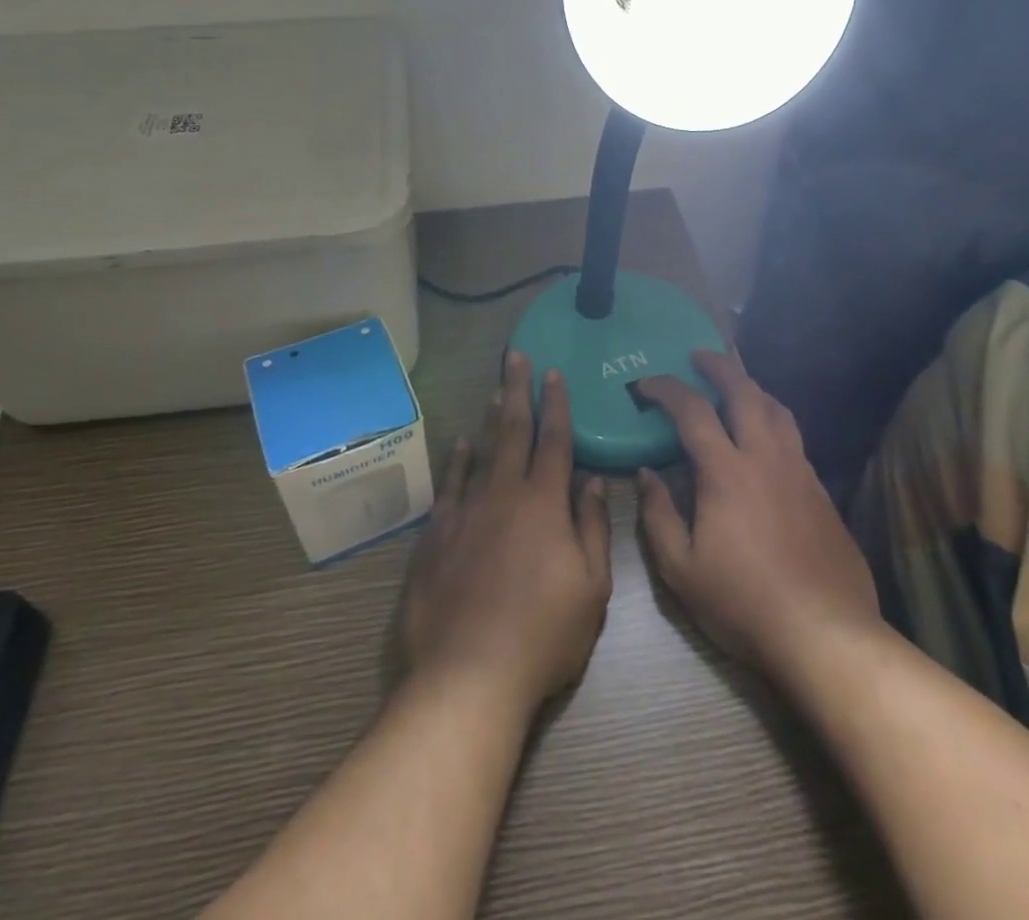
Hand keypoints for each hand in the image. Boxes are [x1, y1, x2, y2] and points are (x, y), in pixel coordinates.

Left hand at [399, 353, 611, 709]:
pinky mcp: (436, 533)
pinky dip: (456, 459)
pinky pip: (449, 484)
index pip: (554, 441)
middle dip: (518, 390)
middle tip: (517, 356)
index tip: (554, 373)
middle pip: (513, 431)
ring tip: (495, 390)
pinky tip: (459, 444)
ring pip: (479, 450)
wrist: (469, 673)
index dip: (557, 405)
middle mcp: (503, 494)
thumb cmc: (543, 635)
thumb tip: (590, 480)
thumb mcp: (591, 588)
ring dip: (489, 417)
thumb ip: (591, 527)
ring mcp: (466, 510)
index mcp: (544, 504)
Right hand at [636, 351, 882, 682]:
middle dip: (719, 366)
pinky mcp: (822, 492)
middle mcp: (765, 458)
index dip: (667, 389)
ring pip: (777, 410)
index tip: (647, 384)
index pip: (693, 411)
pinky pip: (794, 439)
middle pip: (745, 392)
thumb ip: (658, 515)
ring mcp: (800, 472)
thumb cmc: (743, 602)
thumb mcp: (681, 569)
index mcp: (727, 471)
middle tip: (700, 354)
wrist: (826, 634)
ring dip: (752, 388)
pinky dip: (774, 422)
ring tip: (736, 385)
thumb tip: (648, 473)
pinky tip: (766, 440)